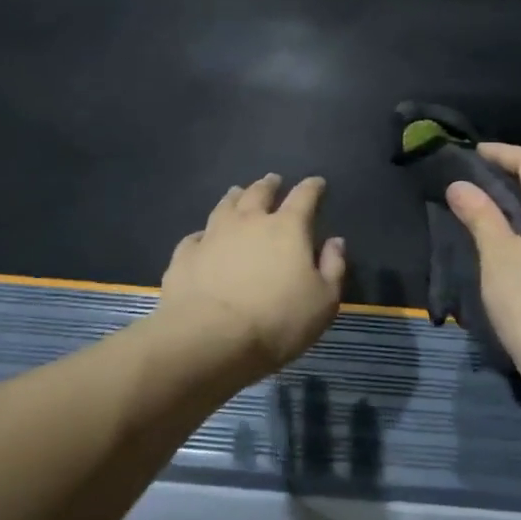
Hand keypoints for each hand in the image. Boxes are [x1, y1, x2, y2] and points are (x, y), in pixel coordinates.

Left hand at [157, 174, 346, 376]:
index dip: (312, 187)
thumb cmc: (277, 321)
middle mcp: (249, 222)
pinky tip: (204, 237)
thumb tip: (335, 241)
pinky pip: (196, 237)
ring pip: (225, 206)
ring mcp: (213, 236)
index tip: (317, 182)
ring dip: (235, 197)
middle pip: (259, 193)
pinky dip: (204, 233)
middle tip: (273, 180)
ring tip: (237, 192)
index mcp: (287, 228)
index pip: (304, 197)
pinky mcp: (186, 256)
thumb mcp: (324, 301)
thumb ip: (333, 267)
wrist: (210, 339)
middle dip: (269, 185)